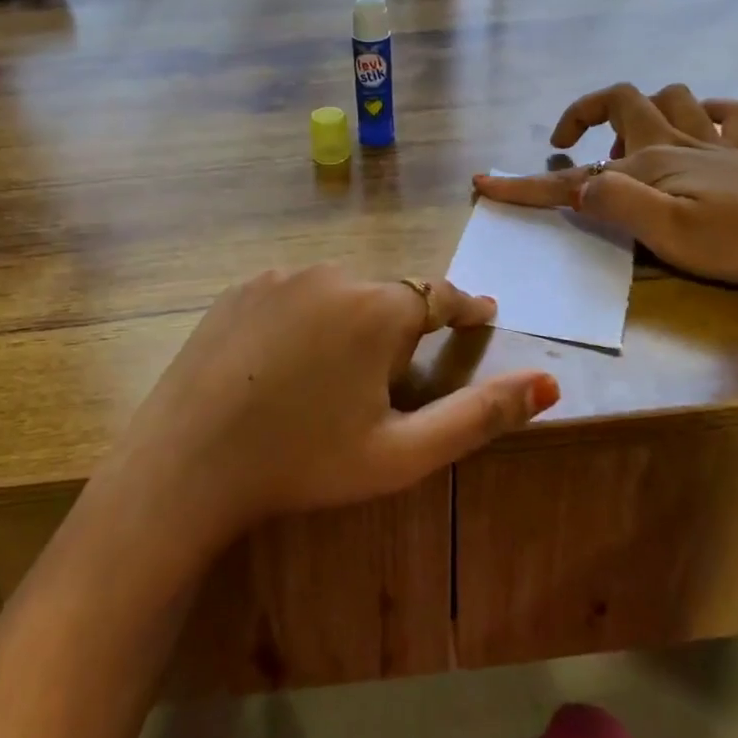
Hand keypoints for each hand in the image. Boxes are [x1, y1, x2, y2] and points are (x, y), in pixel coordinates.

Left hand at [104, 266, 557, 549]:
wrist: (189, 463)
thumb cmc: (304, 461)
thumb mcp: (402, 453)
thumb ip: (479, 415)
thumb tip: (549, 384)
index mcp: (379, 308)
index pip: (441, 296)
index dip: (465, 309)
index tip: (481, 316)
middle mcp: (334, 274)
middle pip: (387, 295)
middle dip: (400, 326)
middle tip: (389, 377)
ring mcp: (281, 276)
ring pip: (338, 292)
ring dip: (349, 321)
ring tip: (333, 375)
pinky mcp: (242, 287)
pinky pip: (293, 294)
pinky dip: (305, 318)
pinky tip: (286, 362)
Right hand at [473, 83, 737, 288]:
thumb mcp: (669, 235)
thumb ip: (616, 205)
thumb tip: (576, 185)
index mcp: (649, 165)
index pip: (573, 177)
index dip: (526, 183)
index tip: (484, 184)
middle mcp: (676, 142)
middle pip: (621, 100)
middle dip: (584, 112)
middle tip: (567, 141)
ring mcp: (716, 142)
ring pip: (672, 96)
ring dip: (643, 109)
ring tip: (630, 142)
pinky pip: (727, 112)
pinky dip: (706, 113)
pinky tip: (699, 130)